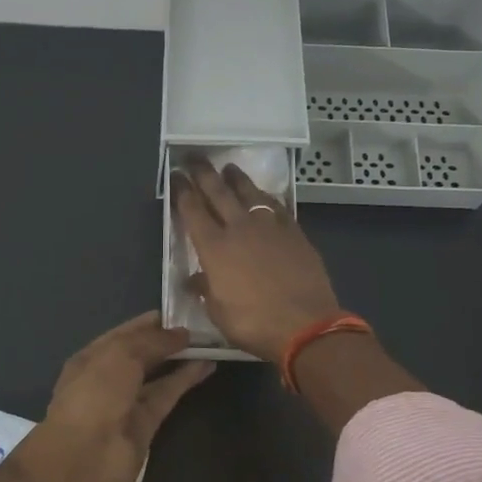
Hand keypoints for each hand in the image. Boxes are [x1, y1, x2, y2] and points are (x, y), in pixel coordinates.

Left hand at [29, 312, 212, 481]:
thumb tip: (182, 333)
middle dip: (168, 340)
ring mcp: (126, 402)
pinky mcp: (146, 424)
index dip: (151, 323)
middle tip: (202, 326)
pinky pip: (167, 395)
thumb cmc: (95, 394)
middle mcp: (107, 377)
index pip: (124, 333)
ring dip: (181, 359)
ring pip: (157, 375)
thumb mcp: (121, 355)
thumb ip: (153, 340)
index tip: (182, 312)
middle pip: (142, 354)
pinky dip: (185, 381)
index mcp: (91, 356)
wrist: (84, 457)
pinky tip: (206, 365)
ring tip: (210, 343)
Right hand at [172, 161, 342, 361]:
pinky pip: (276, 206)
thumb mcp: (218, 312)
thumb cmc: (254, 323)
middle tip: (195, 157)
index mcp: (214, 248)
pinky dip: (266, 197)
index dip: (182, 191)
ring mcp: (269, 227)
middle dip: (204, 173)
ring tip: (229, 167)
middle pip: (218, 192)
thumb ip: (206, 289)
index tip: (176, 175)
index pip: (192, 211)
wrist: (305, 325)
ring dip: (236, 178)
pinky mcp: (294, 232)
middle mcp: (239, 228)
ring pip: (249, 193)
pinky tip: (263, 195)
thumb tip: (196, 279)